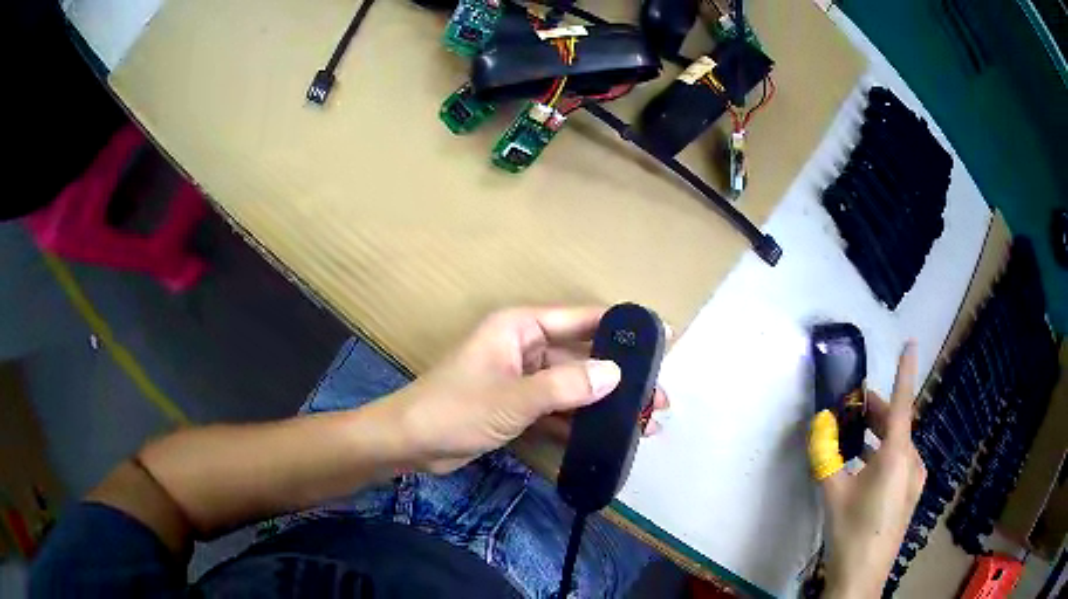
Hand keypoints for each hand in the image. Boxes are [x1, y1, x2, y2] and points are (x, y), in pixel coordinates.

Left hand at [390, 307, 668, 473]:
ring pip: (574, 388)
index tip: (662, 338)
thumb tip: (615, 374)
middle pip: (583, 358)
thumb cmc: (453, 409)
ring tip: (644, 424)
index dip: (621, 328)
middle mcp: (526, 348)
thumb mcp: (511, 398)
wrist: (409, 444)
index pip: (581, 319)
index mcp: (521, 328)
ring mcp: (523, 380)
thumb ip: (564, 387)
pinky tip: (608, 439)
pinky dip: (579, 424)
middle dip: (619, 379)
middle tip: (657, 399)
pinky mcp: (519, 407)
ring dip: (604, 406)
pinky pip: (558, 411)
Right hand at [818, 342, 926, 597]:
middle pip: (898, 425)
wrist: (862, 577)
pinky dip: (884, 455)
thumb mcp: (833, 493)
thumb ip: (825, 457)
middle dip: (877, 413)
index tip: (911, 343)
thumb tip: (817, 425)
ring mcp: (914, 480)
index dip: (906, 372)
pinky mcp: (910, 495)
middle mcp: (912, 462)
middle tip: (853, 409)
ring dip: (879, 437)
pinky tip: (865, 469)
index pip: (903, 403)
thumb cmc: (850, 532)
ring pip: (899, 445)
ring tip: (855, 439)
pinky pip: (900, 462)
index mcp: (897, 455)